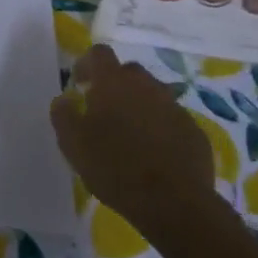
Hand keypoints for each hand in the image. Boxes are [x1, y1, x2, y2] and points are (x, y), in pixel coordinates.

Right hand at [50, 45, 235, 250]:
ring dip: (140, 105)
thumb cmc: (114, 167)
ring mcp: (175, 107)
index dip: (87, 64)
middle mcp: (146, 86)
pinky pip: (172, 119)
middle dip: (115, 84)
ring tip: (131, 135)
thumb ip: (63, 114)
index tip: (80, 84)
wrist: (174, 204)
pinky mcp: (195, 131)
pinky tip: (155, 153)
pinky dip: (161, 128)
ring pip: (154, 95)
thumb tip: (64, 99)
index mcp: (114, 82)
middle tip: (104, 111)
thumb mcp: (72, 144)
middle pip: (129, 72)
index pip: (99, 53)